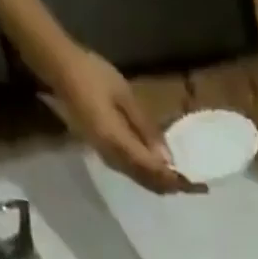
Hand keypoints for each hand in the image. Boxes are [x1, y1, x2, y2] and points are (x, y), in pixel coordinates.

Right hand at [45, 47, 200, 192]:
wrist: (61, 71)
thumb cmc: (93, 76)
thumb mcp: (125, 96)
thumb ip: (146, 129)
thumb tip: (168, 159)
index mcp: (120, 146)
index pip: (155, 172)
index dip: (176, 181)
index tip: (196, 185)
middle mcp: (116, 161)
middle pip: (150, 184)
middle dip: (173, 187)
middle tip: (196, 187)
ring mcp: (110, 161)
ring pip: (143, 182)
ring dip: (163, 184)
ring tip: (184, 182)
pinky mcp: (107, 157)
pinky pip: (135, 175)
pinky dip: (152, 177)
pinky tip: (162, 172)